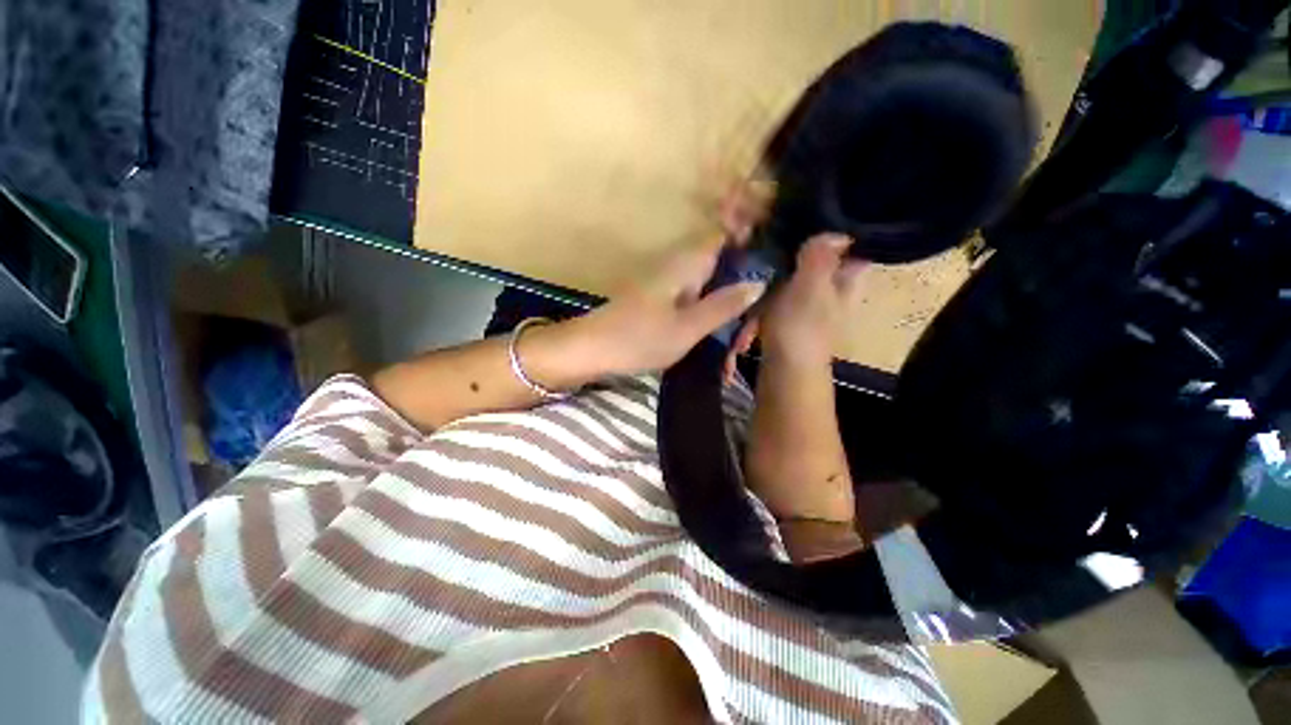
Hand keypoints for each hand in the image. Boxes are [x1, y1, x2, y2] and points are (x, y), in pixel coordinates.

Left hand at [569, 243, 766, 376]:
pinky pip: (693, 307)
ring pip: (710, 294)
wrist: (591, 351)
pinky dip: (707, 326)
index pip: (727, 237)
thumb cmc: (639, 338)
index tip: (771, 279)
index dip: (752, 249)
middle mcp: (680, 267)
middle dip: (740, 303)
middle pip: (723, 272)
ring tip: (732, 356)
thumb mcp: (688, 328)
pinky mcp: (661, 303)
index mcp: (687, 263)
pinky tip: (714, 356)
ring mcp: (670, 285)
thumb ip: (723, 305)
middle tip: (746, 341)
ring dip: (725, 321)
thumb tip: (759, 283)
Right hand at [715, 181, 867, 379]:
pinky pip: (779, 285)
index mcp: (846, 277)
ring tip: (756, 239)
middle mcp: (832, 285)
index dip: (838, 223)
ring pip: (796, 266)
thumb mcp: (812, 288)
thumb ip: (820, 257)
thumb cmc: (802, 330)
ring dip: (778, 257)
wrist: (784, 372)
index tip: (811, 206)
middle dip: (798, 239)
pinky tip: (751, 270)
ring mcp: (809, 298)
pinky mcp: (788, 309)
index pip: (853, 241)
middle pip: (821, 252)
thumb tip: (830, 230)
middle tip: (772, 222)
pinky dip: (767, 279)